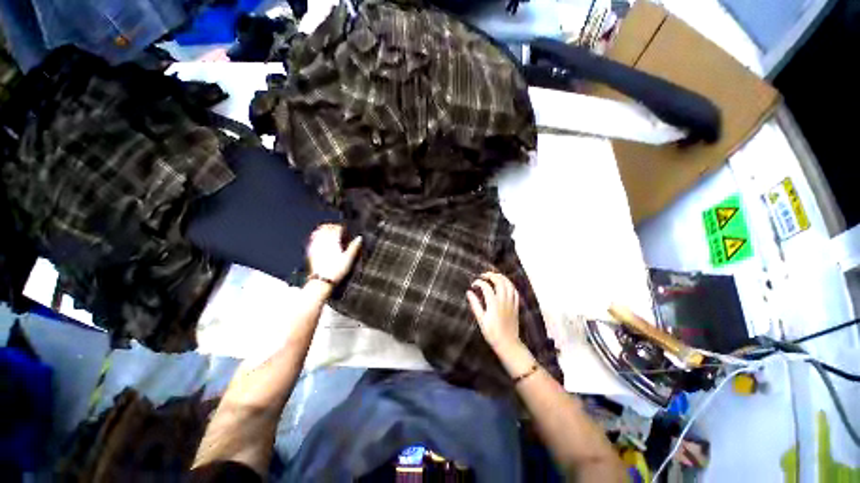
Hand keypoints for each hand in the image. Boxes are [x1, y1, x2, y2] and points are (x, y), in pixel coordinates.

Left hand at [307, 224, 361, 283]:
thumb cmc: (337, 270)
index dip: (341, 227)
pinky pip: (312, 240)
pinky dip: (316, 236)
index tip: (345, 228)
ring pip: (318, 232)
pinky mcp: (310, 252)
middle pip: (326, 228)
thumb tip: (359, 238)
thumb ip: (354, 247)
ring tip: (328, 230)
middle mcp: (323, 241)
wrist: (322, 281)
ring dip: (323, 230)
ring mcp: (315, 246)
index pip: (336, 228)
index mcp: (333, 241)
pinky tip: (318, 239)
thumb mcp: (349, 258)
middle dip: (332, 226)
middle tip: (337, 228)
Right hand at [467, 272, 521, 350]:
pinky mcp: (516, 306)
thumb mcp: (481, 320)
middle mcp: (503, 301)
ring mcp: (511, 303)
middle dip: (491, 275)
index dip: (479, 282)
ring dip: (501, 277)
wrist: (508, 344)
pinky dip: (510, 285)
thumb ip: (475, 305)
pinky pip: (515, 292)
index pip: (486, 287)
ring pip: (509, 284)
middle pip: (499, 281)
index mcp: (493, 304)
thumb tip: (469, 292)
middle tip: (483, 275)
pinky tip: (505, 284)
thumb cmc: (492, 333)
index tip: (473, 284)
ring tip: (494, 276)